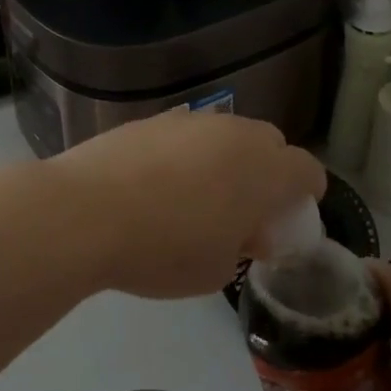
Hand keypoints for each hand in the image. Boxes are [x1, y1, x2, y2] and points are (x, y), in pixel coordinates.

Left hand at [44, 111, 325, 298]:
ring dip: (225, 159)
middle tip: (245, 208)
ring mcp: (188, 120)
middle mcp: (233, 133)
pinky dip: (185, 154)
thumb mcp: (216, 270)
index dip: (306, 195)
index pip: (308, 170)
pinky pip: (184, 135)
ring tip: (196, 196)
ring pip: (225, 134)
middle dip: (268, 172)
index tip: (289, 219)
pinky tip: (155, 184)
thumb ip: (243, 245)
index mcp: (264, 169)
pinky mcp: (149, 120)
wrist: (83, 213)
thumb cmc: (162, 250)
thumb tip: (246, 231)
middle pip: (270, 143)